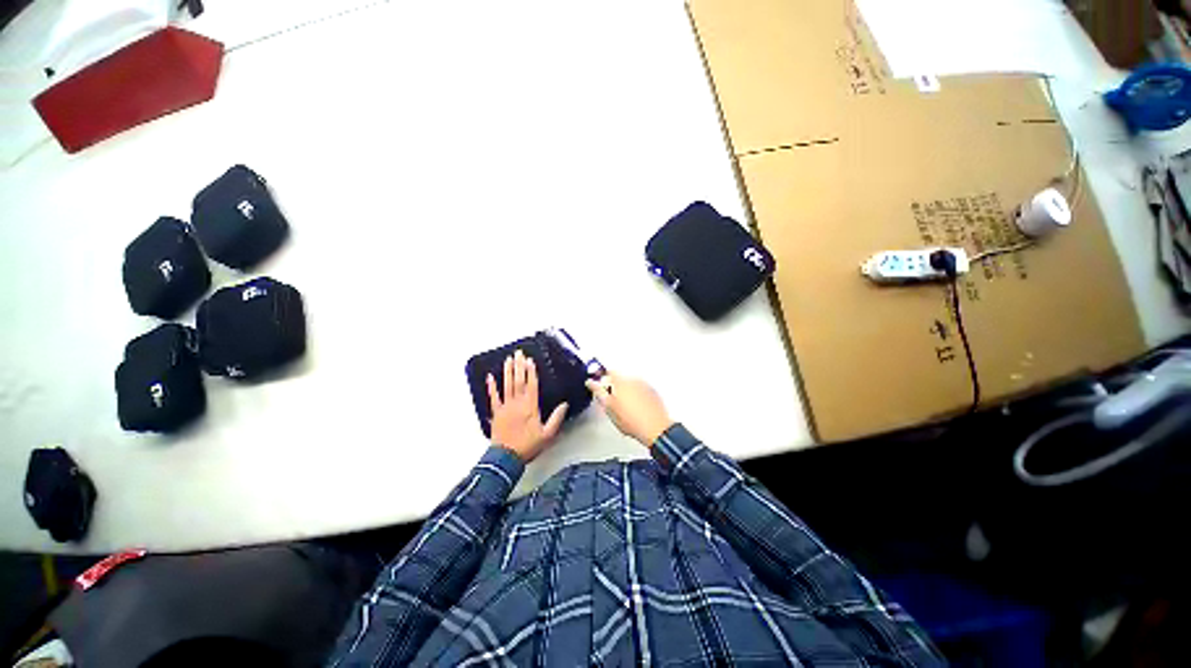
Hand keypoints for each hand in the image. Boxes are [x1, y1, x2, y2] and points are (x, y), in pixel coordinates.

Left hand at [488, 350, 567, 462]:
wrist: (506, 458)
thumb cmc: (527, 446)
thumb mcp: (547, 434)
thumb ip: (556, 418)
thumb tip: (564, 405)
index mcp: (530, 407)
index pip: (531, 385)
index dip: (531, 372)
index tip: (530, 360)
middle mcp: (517, 404)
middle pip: (518, 381)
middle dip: (519, 366)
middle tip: (518, 353)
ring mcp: (505, 407)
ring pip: (507, 385)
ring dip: (507, 372)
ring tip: (508, 359)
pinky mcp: (496, 413)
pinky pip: (493, 397)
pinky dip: (491, 387)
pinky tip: (490, 377)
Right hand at [586, 372, 673, 447]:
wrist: (655, 428)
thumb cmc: (632, 421)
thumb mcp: (609, 407)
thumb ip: (598, 392)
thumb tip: (591, 383)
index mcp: (621, 381)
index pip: (608, 371)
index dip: (602, 378)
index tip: (599, 385)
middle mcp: (633, 379)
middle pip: (619, 377)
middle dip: (614, 386)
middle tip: (611, 401)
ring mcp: (644, 385)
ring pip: (630, 384)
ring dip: (626, 391)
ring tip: (625, 407)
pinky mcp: (652, 392)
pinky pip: (640, 389)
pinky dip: (636, 395)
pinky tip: (635, 408)